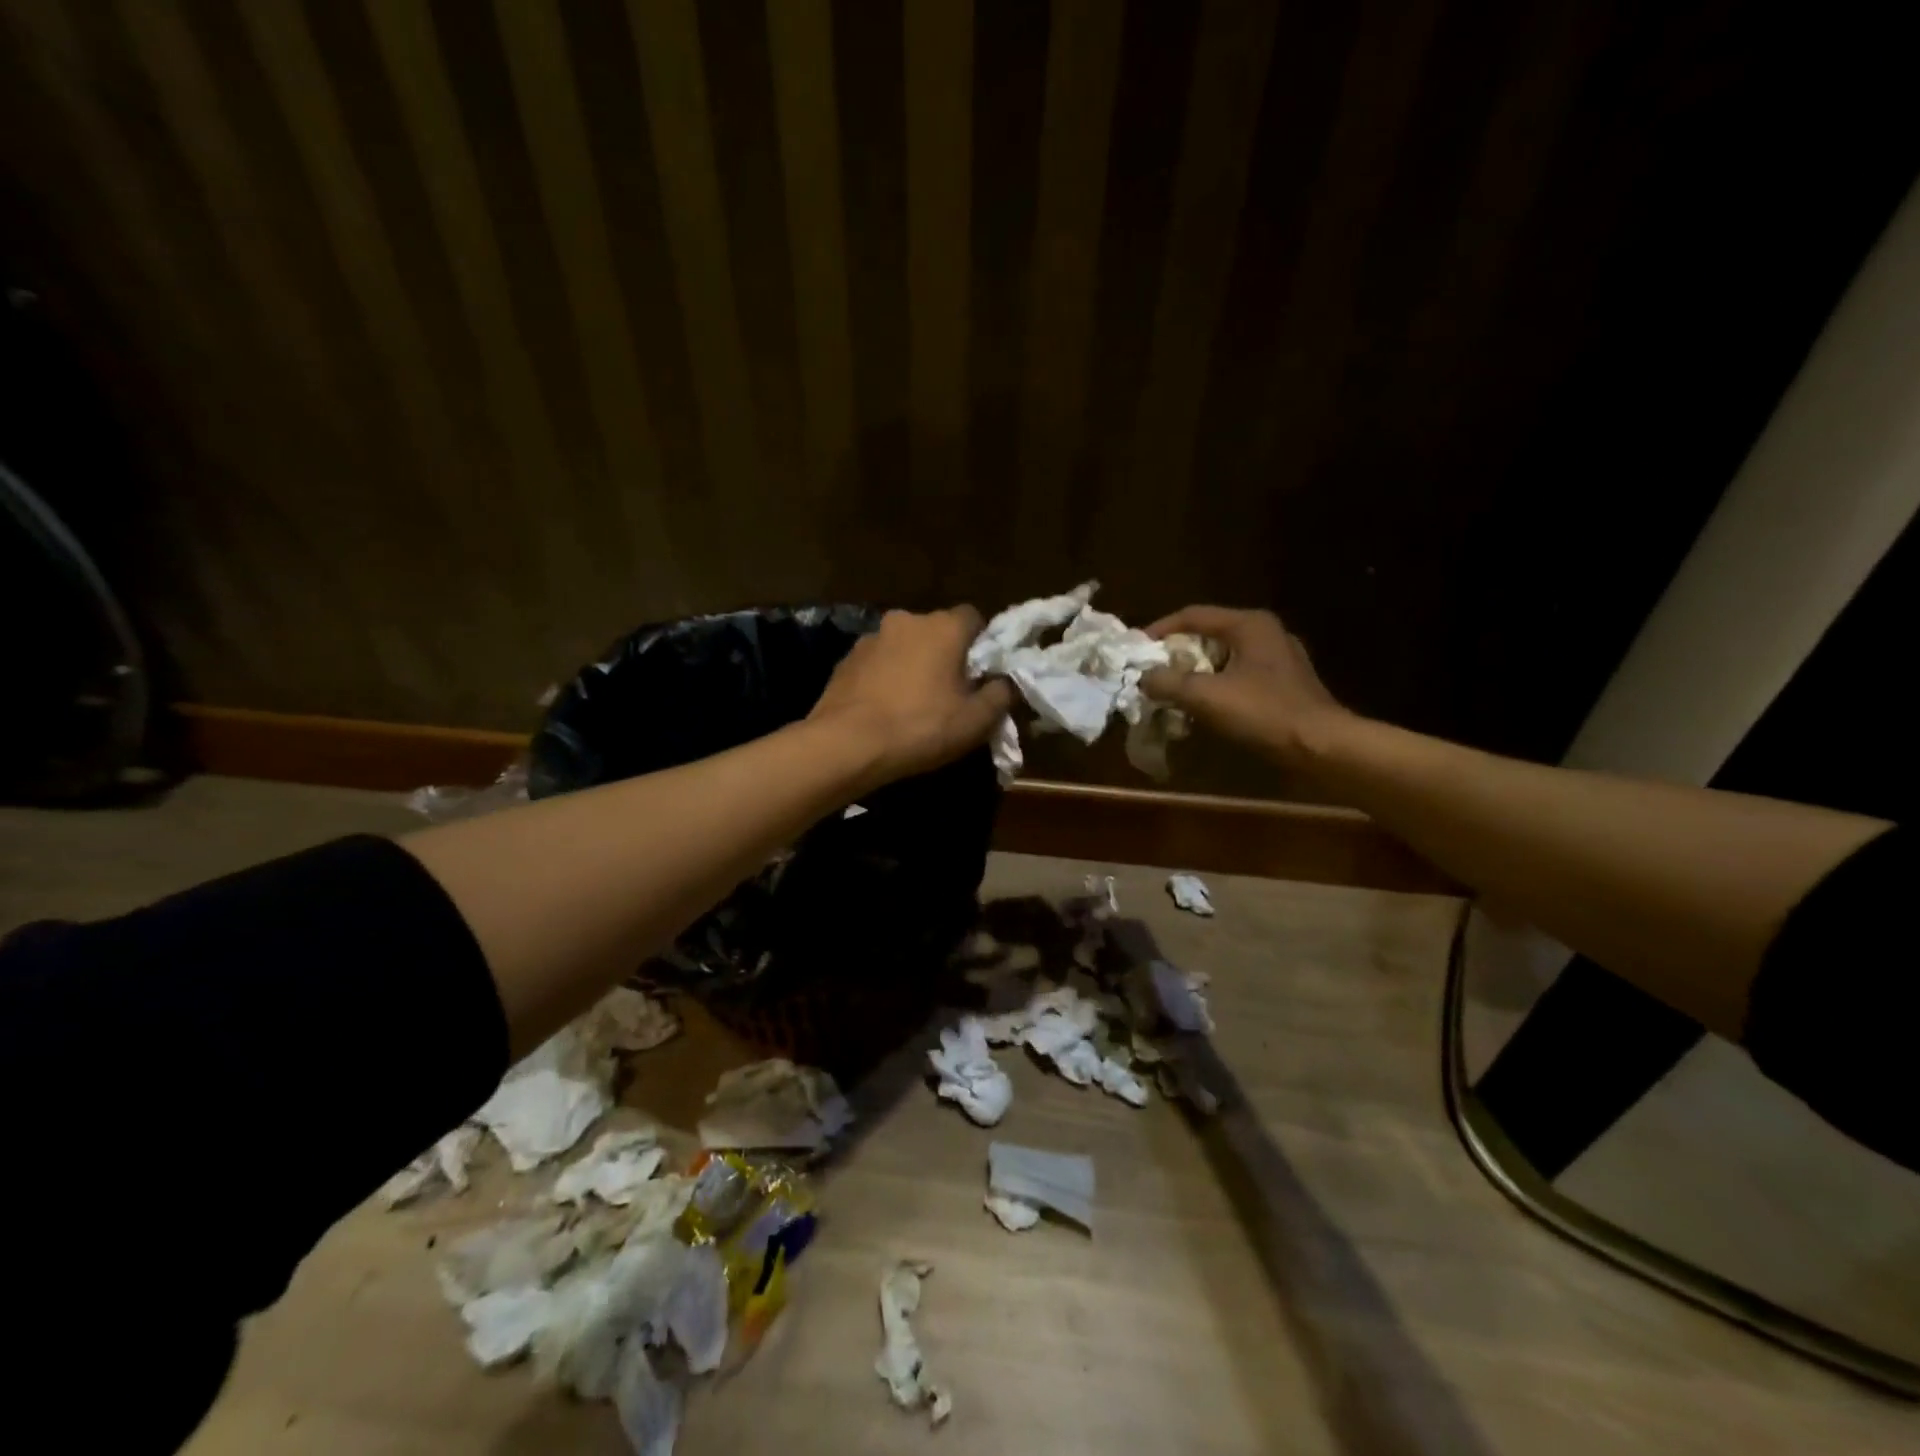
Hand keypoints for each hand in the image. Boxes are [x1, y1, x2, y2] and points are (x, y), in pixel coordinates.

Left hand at [809, 607, 1014, 782]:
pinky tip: (884, 709)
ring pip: (904, 646)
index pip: (974, 618)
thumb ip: (1000, 694)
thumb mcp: (976, 720)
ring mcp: (871, 638)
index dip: (982, 644)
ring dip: (912, 665)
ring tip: (912, 704)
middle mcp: (906, 620)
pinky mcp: (846, 659)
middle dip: (945, 655)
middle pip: (937, 631)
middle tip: (950, 693)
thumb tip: (1004, 682)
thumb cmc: (921, 727)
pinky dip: (885, 678)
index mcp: (943, 627)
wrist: (847, 744)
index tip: (981, 674)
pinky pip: (878, 663)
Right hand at [1141, 606, 1355, 768]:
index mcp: (1249, 625)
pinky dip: (1215, 686)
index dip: (1160, 630)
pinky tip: (1202, 706)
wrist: (1320, 747)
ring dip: (1195, 672)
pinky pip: (1238, 676)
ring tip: (1171, 690)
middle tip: (1151, 671)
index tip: (1136, 649)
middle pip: (1208, 635)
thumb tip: (1143, 677)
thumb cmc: (1263, 713)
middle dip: (1176, 653)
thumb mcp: (1206, 696)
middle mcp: (1265, 633)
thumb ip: (1168, 682)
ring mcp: (1278, 659)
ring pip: (1223, 657)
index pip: (1193, 615)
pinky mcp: (1283, 684)